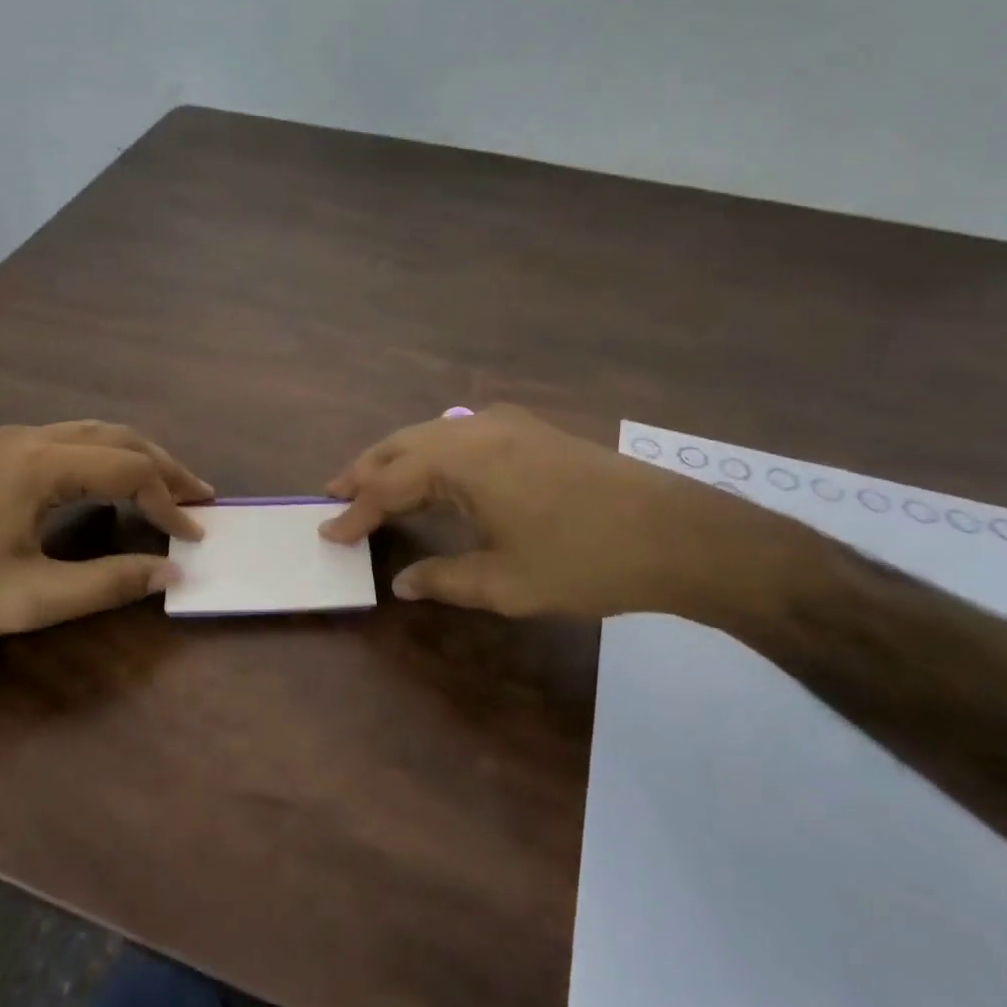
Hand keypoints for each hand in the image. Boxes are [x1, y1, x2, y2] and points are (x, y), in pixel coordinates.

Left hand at [0, 421, 211, 641]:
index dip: (168, 503)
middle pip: (118, 438)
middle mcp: (30, 438)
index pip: (129, 470)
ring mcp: (10, 440)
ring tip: (170, 486)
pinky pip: (71, 439)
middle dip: (165, 467)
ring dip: (138, 456)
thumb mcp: (33, 599)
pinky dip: (108, 456)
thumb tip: (170, 572)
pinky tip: (116, 479)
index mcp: (40, 465)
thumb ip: (107, 584)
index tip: (193, 537)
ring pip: (95, 433)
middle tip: (200, 498)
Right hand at [320, 404, 763, 619]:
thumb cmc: (585, 560)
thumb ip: (444, 579)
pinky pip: (461, 434)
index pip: (389, 484)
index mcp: (461, 460)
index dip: (356, 512)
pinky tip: (435, 471)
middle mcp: (476, 428)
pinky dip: (432, 453)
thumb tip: (402, 583)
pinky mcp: (532, 430)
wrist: (677, 533)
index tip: (329, 533)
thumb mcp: (506, 582)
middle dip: (366, 470)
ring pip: (432, 434)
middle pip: (402, 444)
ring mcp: (508, 423)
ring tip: (373, 483)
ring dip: (398, 458)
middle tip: (336, 494)